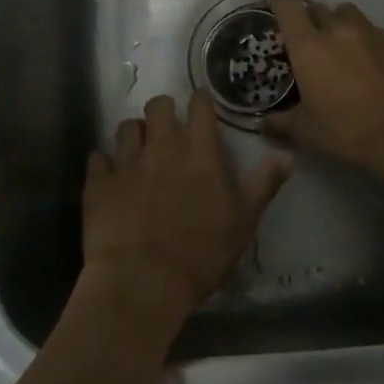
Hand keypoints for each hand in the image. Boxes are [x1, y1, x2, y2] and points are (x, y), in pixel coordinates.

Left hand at [80, 91, 290, 338]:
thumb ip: (263, 184)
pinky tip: (108, 173)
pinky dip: (104, 162)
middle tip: (168, 124)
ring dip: (135, 132)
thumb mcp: (243, 222)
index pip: (200, 109)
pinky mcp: (98, 184)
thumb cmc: (200, 254)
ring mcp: (126, 164)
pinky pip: (97, 159)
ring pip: (126, 127)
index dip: (200, 101)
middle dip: (164, 109)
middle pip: (158, 107)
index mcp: (199, 154)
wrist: (141, 281)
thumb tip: (286, 154)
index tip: (200, 103)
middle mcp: (161, 149)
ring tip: (139, 147)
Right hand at [267, 0, 383, 176]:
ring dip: (342, 25)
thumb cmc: (347, 131)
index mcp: (309, 46)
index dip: (278, 3)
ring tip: (344, 47)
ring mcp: (374, 32)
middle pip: (319, 8)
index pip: (287, 7)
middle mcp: (340, 30)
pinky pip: (379, 33)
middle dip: (311, 20)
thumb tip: (263, 123)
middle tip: (311, 41)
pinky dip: (371, 43)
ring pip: (350, 15)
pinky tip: (376, 65)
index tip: (275, 7)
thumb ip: (280, 122)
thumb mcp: (305, 131)